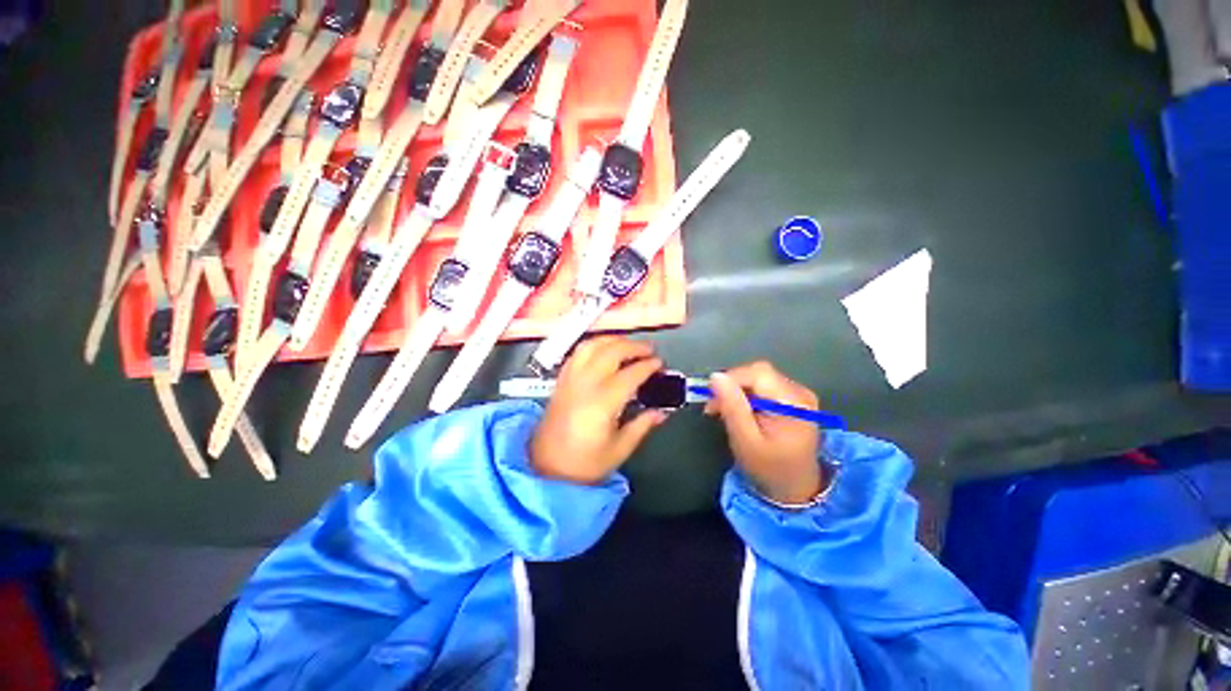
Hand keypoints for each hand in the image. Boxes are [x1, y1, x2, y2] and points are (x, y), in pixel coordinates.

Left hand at [530, 336, 667, 484]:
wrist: (546, 467)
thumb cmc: (584, 463)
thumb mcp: (619, 449)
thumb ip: (642, 426)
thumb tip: (660, 412)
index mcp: (602, 403)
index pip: (630, 374)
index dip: (648, 366)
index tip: (659, 364)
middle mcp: (585, 384)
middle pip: (611, 352)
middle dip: (634, 346)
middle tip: (649, 350)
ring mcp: (570, 379)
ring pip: (592, 346)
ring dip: (613, 340)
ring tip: (628, 344)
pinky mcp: (562, 379)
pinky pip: (578, 352)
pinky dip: (594, 344)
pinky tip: (603, 349)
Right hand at [705, 362, 825, 504]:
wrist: (796, 490)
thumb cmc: (769, 468)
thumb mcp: (746, 440)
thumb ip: (732, 406)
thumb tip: (715, 377)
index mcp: (793, 403)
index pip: (758, 373)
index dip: (731, 378)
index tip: (711, 395)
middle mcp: (800, 393)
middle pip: (759, 374)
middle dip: (732, 386)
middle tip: (713, 407)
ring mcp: (799, 395)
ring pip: (759, 379)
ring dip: (737, 391)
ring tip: (723, 411)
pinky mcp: (793, 399)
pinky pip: (764, 387)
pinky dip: (747, 396)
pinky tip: (739, 411)